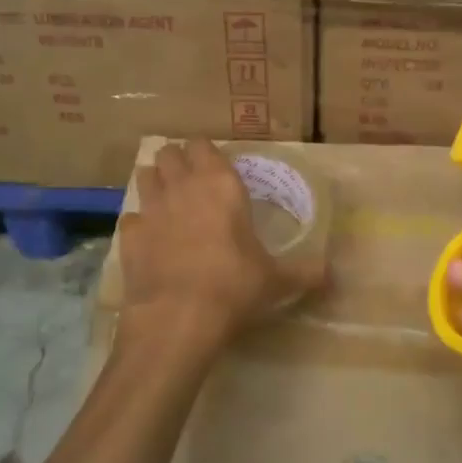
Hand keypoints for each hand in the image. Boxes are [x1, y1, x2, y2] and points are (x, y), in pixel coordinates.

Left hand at [117, 141, 325, 356]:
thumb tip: (332, 274)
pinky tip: (149, 240)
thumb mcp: (276, 281)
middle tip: (189, 181)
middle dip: (176, 161)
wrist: (178, 317)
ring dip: (154, 183)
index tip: (214, 167)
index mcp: (220, 184)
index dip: (205, 152)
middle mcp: (183, 186)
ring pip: (144, 175)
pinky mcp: (129, 235)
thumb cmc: (234, 287)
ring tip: (166, 202)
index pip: (203, 145)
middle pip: (168, 152)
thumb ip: (304, 272)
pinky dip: (138, 224)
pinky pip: (130, 217)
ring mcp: (151, 208)